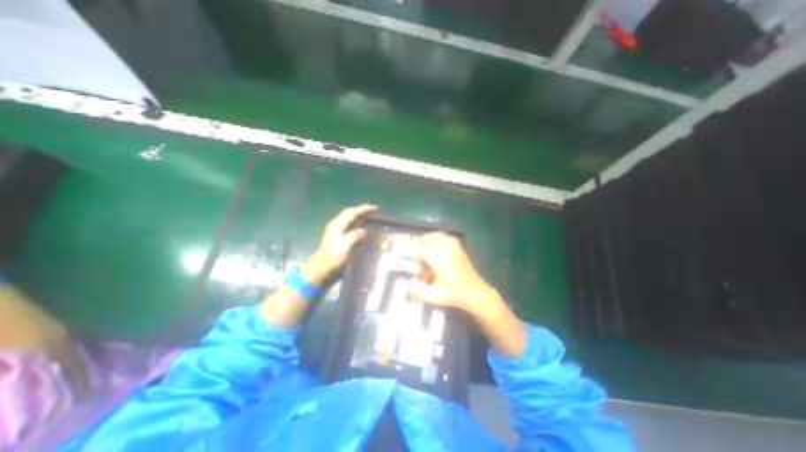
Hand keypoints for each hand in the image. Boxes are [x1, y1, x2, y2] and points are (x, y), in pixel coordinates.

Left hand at [302, 202, 378, 280]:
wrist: (322, 264)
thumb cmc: (334, 256)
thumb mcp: (345, 247)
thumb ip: (354, 236)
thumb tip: (364, 230)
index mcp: (338, 225)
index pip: (352, 213)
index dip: (363, 209)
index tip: (374, 208)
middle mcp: (335, 223)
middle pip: (349, 211)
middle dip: (361, 209)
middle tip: (372, 209)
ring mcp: (334, 227)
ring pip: (347, 215)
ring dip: (358, 213)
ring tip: (368, 214)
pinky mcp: (335, 232)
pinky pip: (347, 220)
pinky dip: (354, 218)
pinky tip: (359, 222)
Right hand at [411, 233, 530, 355]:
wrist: (475, 292)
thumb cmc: (454, 294)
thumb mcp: (433, 296)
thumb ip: (416, 289)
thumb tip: (407, 281)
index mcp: (438, 257)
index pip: (417, 247)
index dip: (407, 250)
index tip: (401, 254)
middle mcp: (445, 246)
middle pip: (424, 240)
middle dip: (417, 248)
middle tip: (413, 258)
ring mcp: (452, 243)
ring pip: (432, 237)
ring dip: (425, 244)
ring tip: (422, 255)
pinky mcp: (457, 244)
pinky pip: (441, 238)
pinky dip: (434, 243)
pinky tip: (433, 253)